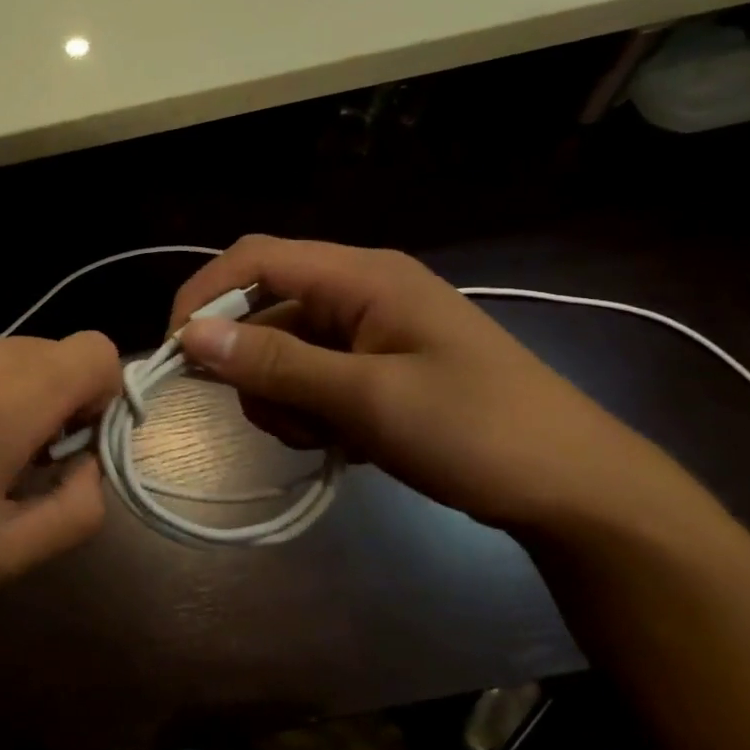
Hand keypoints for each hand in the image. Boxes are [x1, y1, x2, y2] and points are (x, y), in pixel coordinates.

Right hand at [169, 237, 688, 535]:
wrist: (573, 491)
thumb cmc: (478, 432)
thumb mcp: (368, 399)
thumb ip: (277, 363)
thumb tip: (191, 336)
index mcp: (363, 276)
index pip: (256, 259)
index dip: (204, 295)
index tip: (176, 354)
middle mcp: (358, 291)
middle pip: (262, 308)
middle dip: (251, 364)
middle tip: (277, 418)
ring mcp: (366, 332)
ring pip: (279, 350)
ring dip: (279, 396)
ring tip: (324, 437)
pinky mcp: (372, 369)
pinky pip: (307, 378)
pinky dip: (305, 410)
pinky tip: (339, 442)